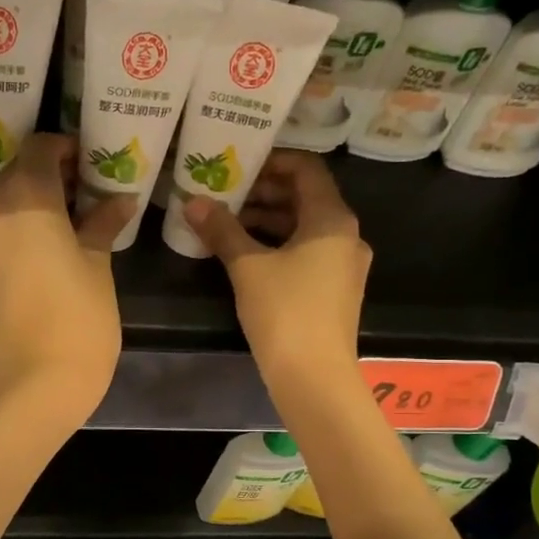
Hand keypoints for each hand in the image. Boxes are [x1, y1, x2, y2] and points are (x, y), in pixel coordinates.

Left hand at [0, 133, 134, 423]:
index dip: (68, 149)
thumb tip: (119, 199)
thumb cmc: (79, 314)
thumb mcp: (97, 261)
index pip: (40, 148)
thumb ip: (103, 221)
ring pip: (8, 197)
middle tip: (91, 188)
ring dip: (38, 197)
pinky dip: (25, 221)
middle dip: (54, 172)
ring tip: (78, 214)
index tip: (94, 162)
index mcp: (24, 195)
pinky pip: (1, 225)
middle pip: (20, 170)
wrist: (41, 377)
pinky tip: (56, 237)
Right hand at [183, 150, 370, 392]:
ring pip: (305, 228)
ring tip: (228, 224)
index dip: (272, 162)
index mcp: (332, 219)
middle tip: (225, 194)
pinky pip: (308, 253)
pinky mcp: (335, 291)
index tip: (238, 165)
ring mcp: (344, 265)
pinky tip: (247, 256)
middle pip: (306, 198)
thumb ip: (221, 230)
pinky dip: (279, 246)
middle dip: (265, 193)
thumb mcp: (247, 267)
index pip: (306, 170)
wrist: (314, 377)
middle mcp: (347, 235)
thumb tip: (192, 201)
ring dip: (269, 221)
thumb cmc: (285, 312)